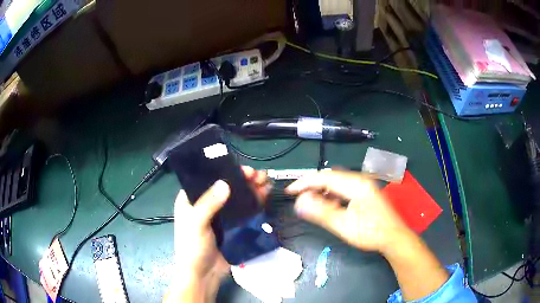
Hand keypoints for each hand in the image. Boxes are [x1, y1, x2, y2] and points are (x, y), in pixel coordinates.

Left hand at [165, 166, 269, 302]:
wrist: (203, 275)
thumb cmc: (192, 247)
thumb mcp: (196, 224)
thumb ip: (209, 204)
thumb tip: (225, 183)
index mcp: (191, 199)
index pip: (208, 178)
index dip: (224, 171)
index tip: (242, 169)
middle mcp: (206, 204)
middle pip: (225, 186)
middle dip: (242, 179)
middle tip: (258, 175)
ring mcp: (221, 216)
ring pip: (237, 197)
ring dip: (251, 188)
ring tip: (265, 182)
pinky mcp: (232, 226)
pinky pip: (244, 210)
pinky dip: (254, 202)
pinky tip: (264, 195)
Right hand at [286, 170, 408, 253]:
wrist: (394, 237)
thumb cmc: (371, 232)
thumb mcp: (344, 225)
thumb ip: (321, 212)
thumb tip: (299, 202)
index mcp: (356, 184)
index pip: (325, 177)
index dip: (305, 183)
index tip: (290, 191)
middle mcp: (360, 180)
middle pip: (330, 177)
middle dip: (312, 185)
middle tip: (298, 196)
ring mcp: (363, 185)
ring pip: (336, 182)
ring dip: (321, 190)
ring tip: (310, 201)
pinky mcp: (364, 192)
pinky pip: (343, 188)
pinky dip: (332, 194)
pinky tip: (328, 205)